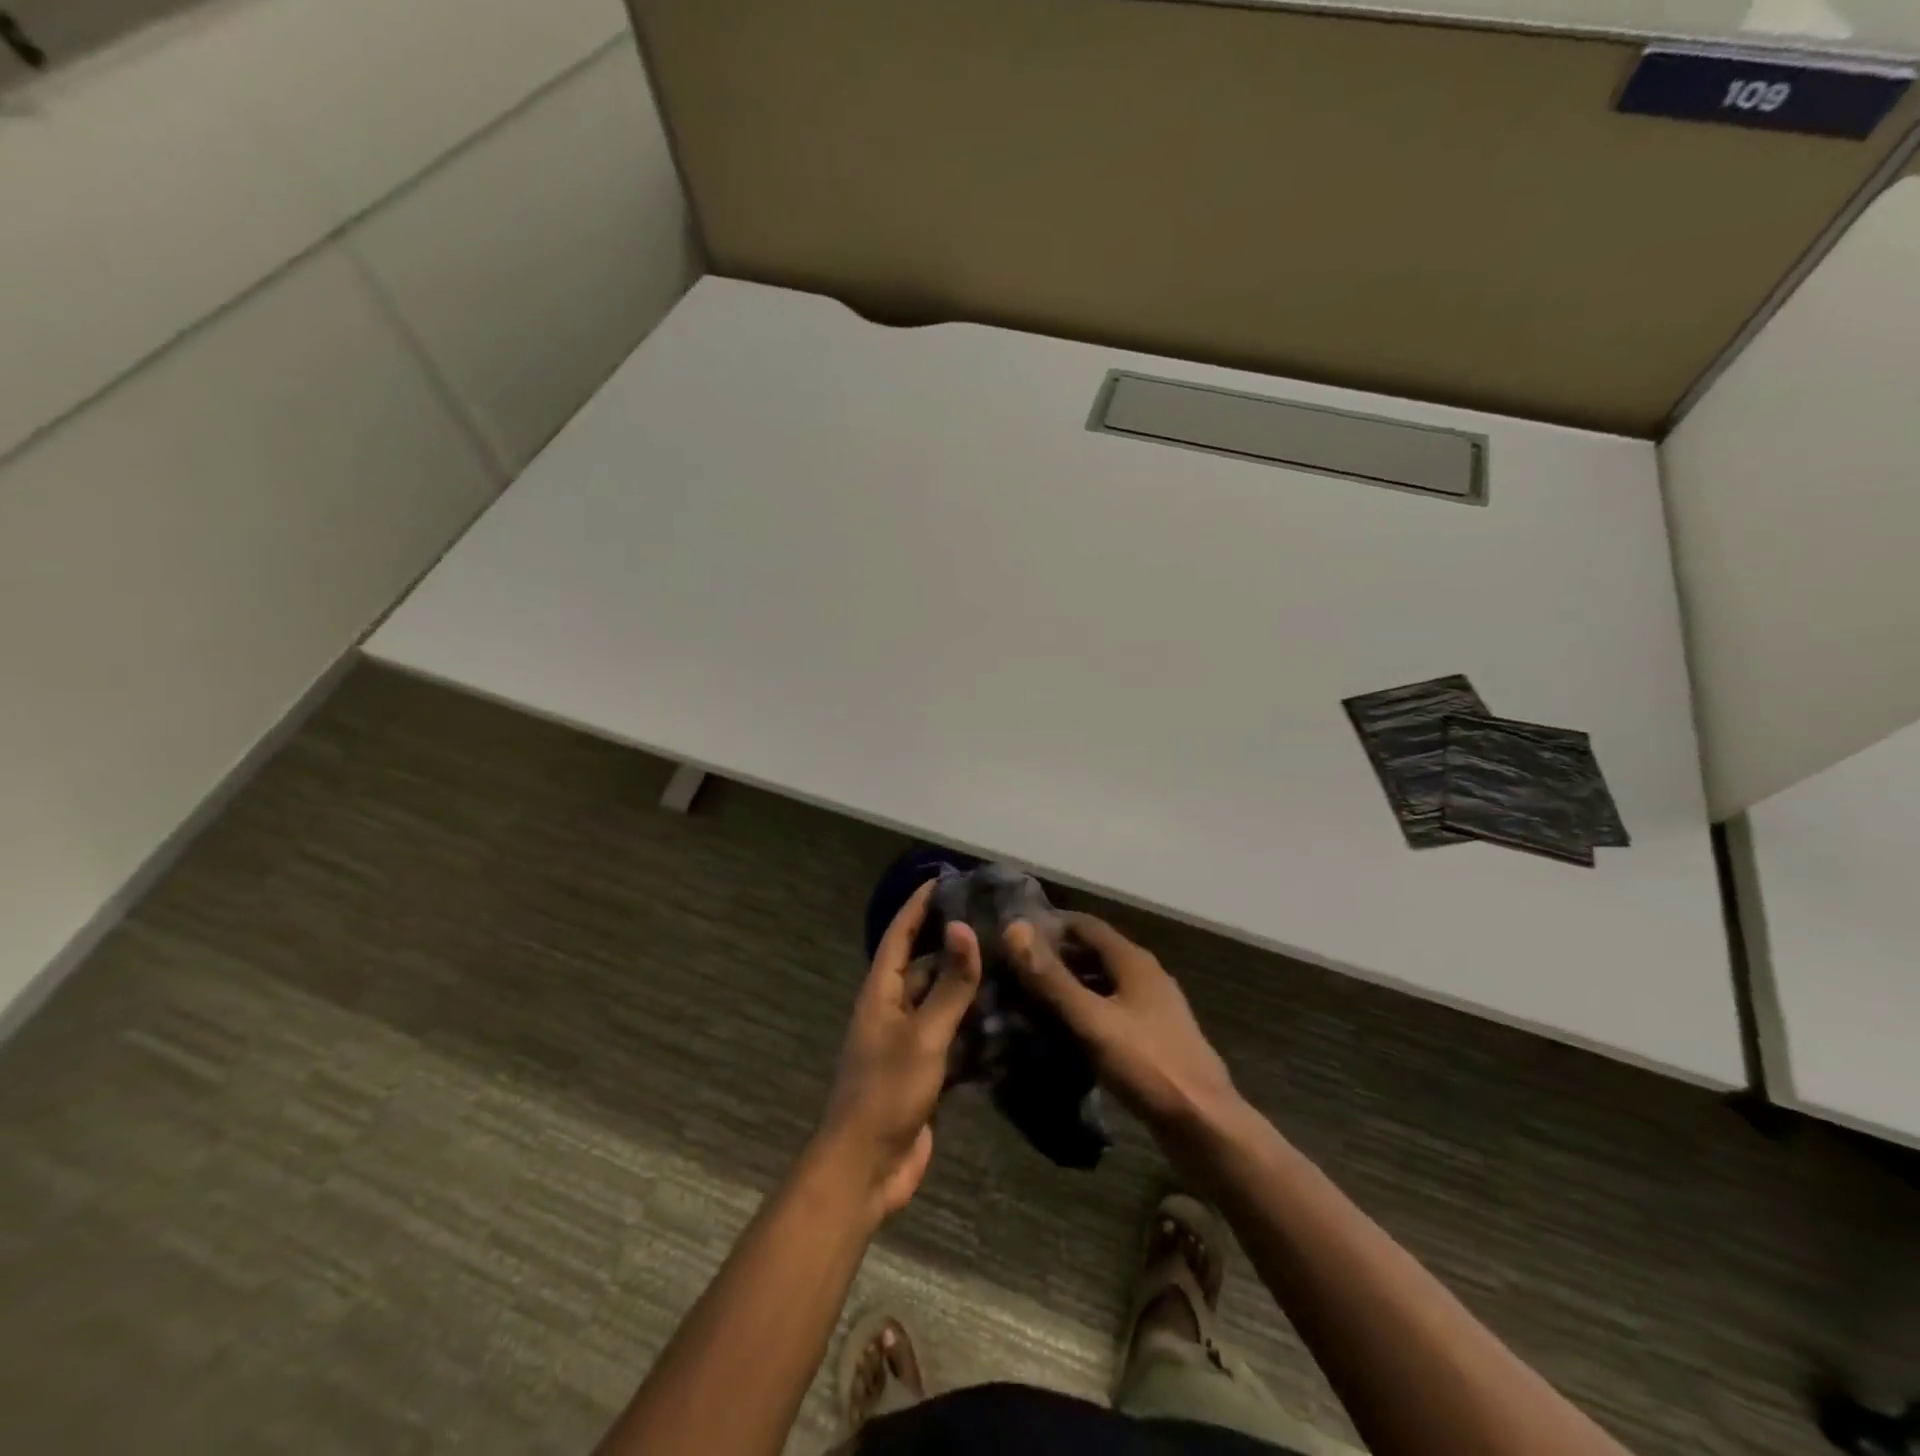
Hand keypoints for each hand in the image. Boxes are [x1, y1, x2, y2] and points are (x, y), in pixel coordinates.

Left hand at [818, 881, 981, 1218]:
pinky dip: (975, 1028)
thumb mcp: (923, 1035)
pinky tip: (1007, 1020)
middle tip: (996, 924)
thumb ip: (949, 985)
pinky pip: (952, 1038)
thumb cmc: (887, 1092)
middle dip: (954, 945)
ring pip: (942, 1002)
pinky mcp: (925, 1072)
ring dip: (969, 987)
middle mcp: (893, 1010)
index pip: (900, 935)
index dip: (918, 906)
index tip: (944, 879)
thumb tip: (964, 928)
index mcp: (881, 993)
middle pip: (925, 966)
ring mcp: (909, 1042)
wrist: (866, 1169)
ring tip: (1010, 965)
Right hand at [1007, 914, 1240, 1146]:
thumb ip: (1051, 978)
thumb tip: (1014, 928)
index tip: (1013, 938)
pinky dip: (1085, 1012)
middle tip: (1014, 972)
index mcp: (1134, 961)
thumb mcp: (1091, 1020)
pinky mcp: (1154, 1038)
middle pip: (1094, 952)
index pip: (1084, 924)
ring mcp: (1153, 1008)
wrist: (1204, 1125)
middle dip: (1056, 957)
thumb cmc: (1146, 1066)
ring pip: (1103, 983)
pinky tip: (1063, 1033)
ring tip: (1030, 1002)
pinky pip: (1111, 1011)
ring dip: (1069, 986)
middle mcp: (1145, 976)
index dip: (1049, 925)